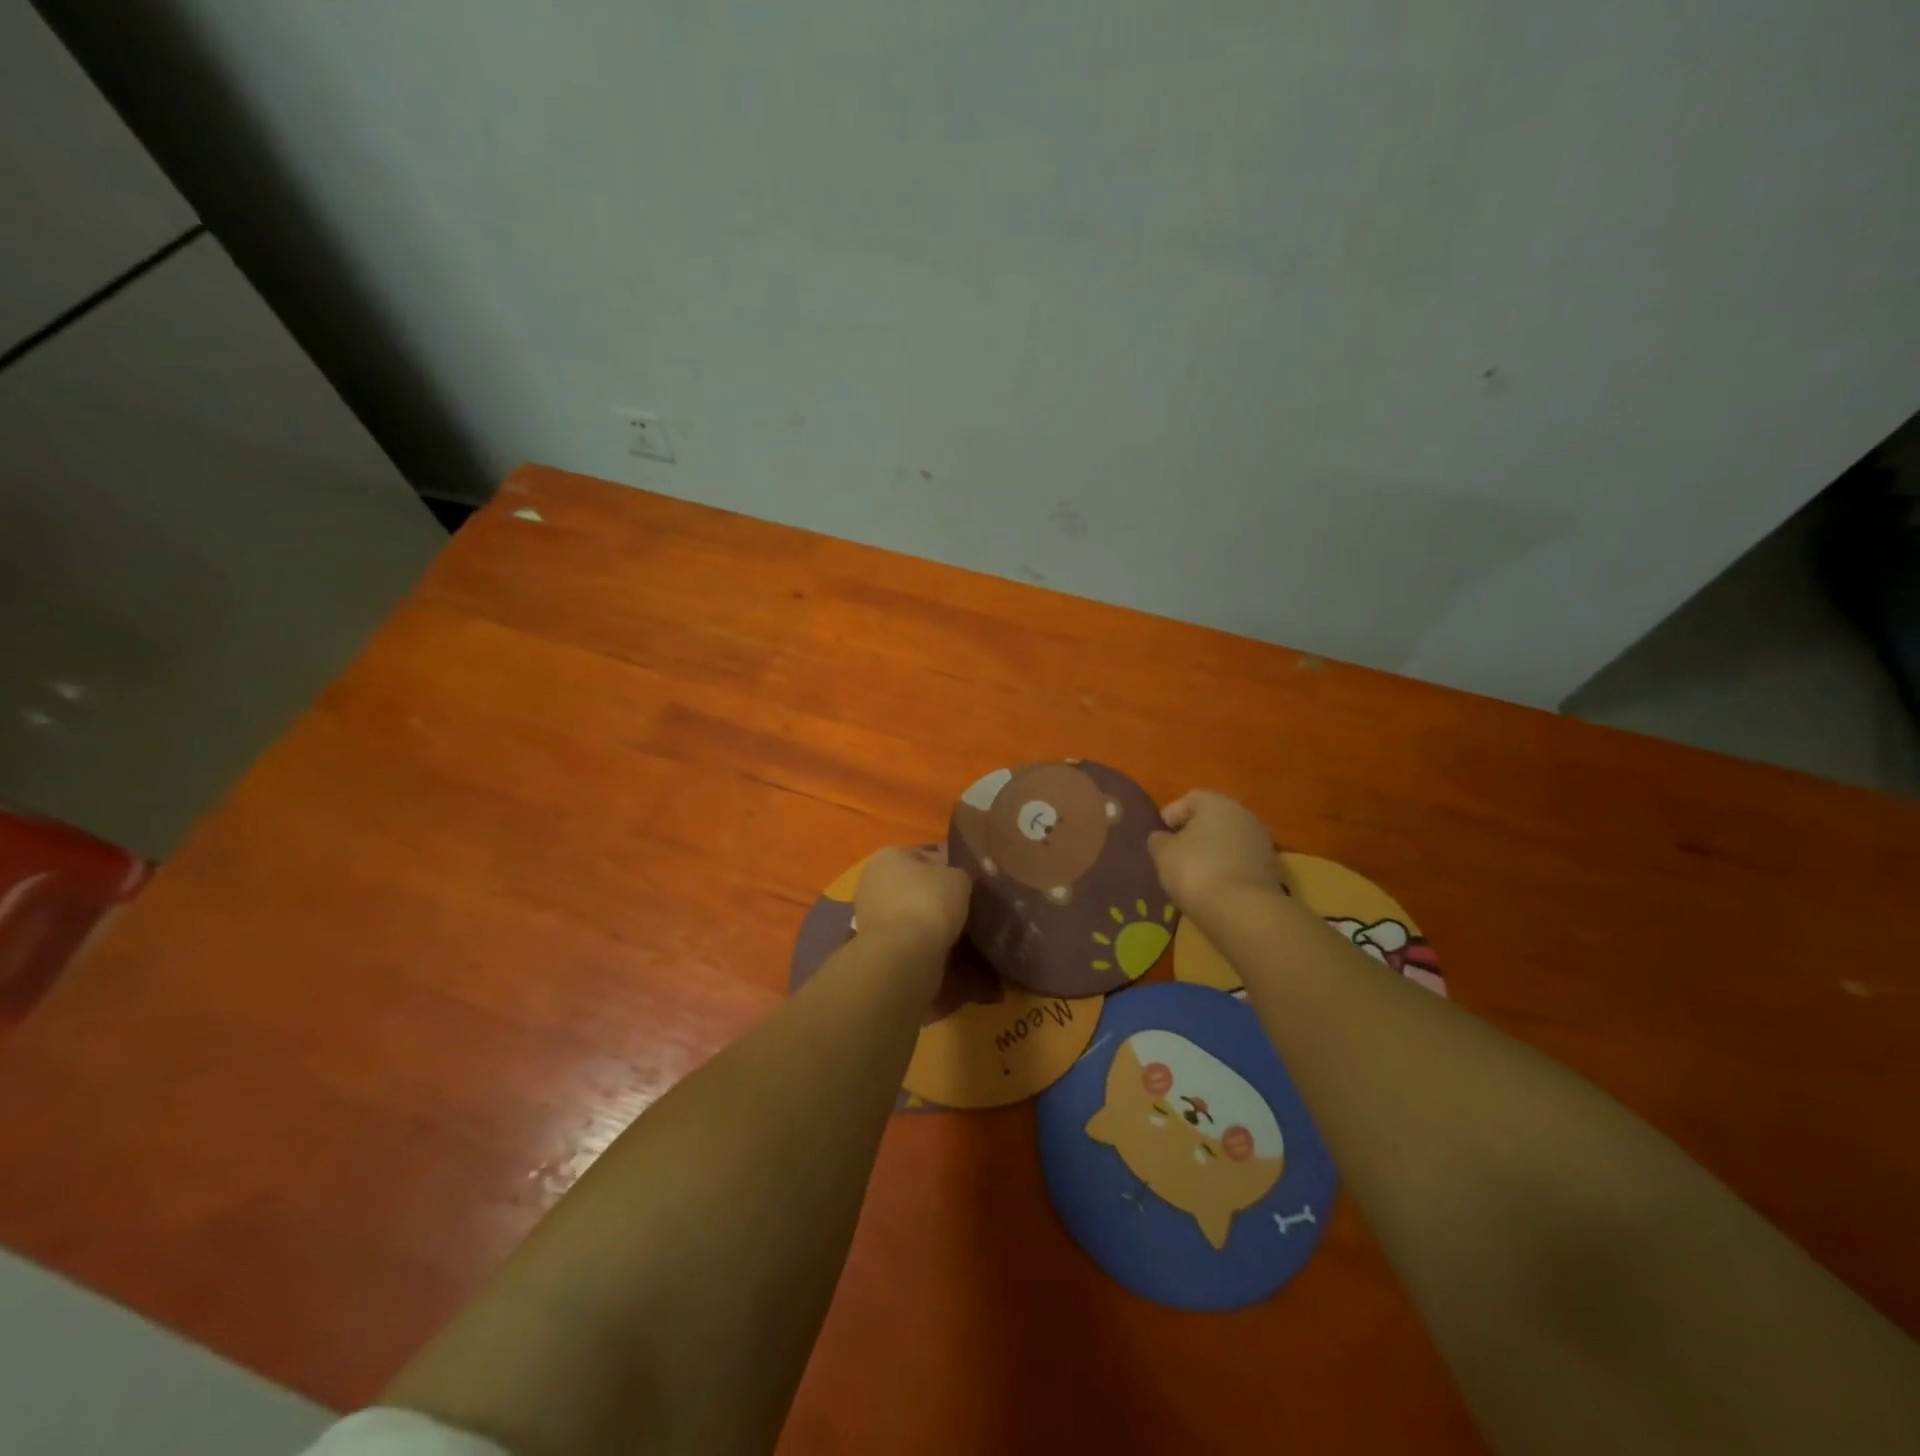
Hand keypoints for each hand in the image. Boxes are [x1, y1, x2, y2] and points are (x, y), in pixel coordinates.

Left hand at [855, 846, 970, 959]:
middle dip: (927, 891)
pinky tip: (930, 942)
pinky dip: (912, 934)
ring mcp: (866, 909)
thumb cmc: (929, 902)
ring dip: (919, 914)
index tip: (959, 883)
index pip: (922, 854)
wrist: (902, 953)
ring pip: (902, 906)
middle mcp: (870, 877)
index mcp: (888, 854)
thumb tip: (951, 880)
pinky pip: (899, 929)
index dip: (944, 867)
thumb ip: (955, 873)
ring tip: (945, 927)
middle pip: (909, 881)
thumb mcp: (958, 879)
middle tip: (953, 904)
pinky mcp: (869, 939)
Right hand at [1148, 791, 1284, 917]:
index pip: (1190, 799)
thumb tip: (1162, 838)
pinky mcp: (1270, 870)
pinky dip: (1226, 870)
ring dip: (1210, 853)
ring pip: (1227, 842)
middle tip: (1174, 855)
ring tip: (1192, 875)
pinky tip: (1213, 888)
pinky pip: (1239, 862)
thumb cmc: (1196, 870)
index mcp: (1217, 803)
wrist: (1243, 911)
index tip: (1159, 838)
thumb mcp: (1163, 853)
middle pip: (1212, 820)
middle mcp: (1244, 815)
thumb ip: (1159, 840)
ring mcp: (1261, 843)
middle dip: (1192, 835)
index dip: (1171, 815)